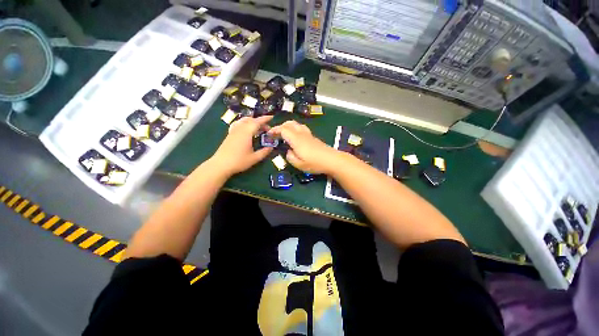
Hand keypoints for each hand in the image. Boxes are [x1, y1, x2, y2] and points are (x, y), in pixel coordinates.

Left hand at [211, 116, 273, 175]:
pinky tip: (246, 129)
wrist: (221, 164)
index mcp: (246, 133)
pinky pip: (238, 124)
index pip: (257, 122)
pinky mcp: (230, 134)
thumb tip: (271, 147)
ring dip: (252, 122)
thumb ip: (264, 152)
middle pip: (250, 120)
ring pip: (243, 121)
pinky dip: (244, 123)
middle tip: (267, 129)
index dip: (265, 119)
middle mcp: (240, 129)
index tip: (271, 117)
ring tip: (258, 128)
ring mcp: (233, 131)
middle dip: (260, 122)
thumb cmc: (239, 161)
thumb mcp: (254, 158)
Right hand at [268, 120, 340, 173]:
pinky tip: (295, 137)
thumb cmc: (315, 163)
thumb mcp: (299, 164)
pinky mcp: (313, 137)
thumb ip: (290, 157)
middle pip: (290, 123)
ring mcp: (308, 134)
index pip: (283, 129)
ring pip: (296, 124)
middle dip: (281, 126)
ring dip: (288, 126)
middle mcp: (302, 134)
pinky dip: (295, 129)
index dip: (275, 130)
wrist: (332, 160)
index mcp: (296, 139)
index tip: (269, 134)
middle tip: (276, 133)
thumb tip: (288, 151)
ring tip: (284, 134)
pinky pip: (301, 128)